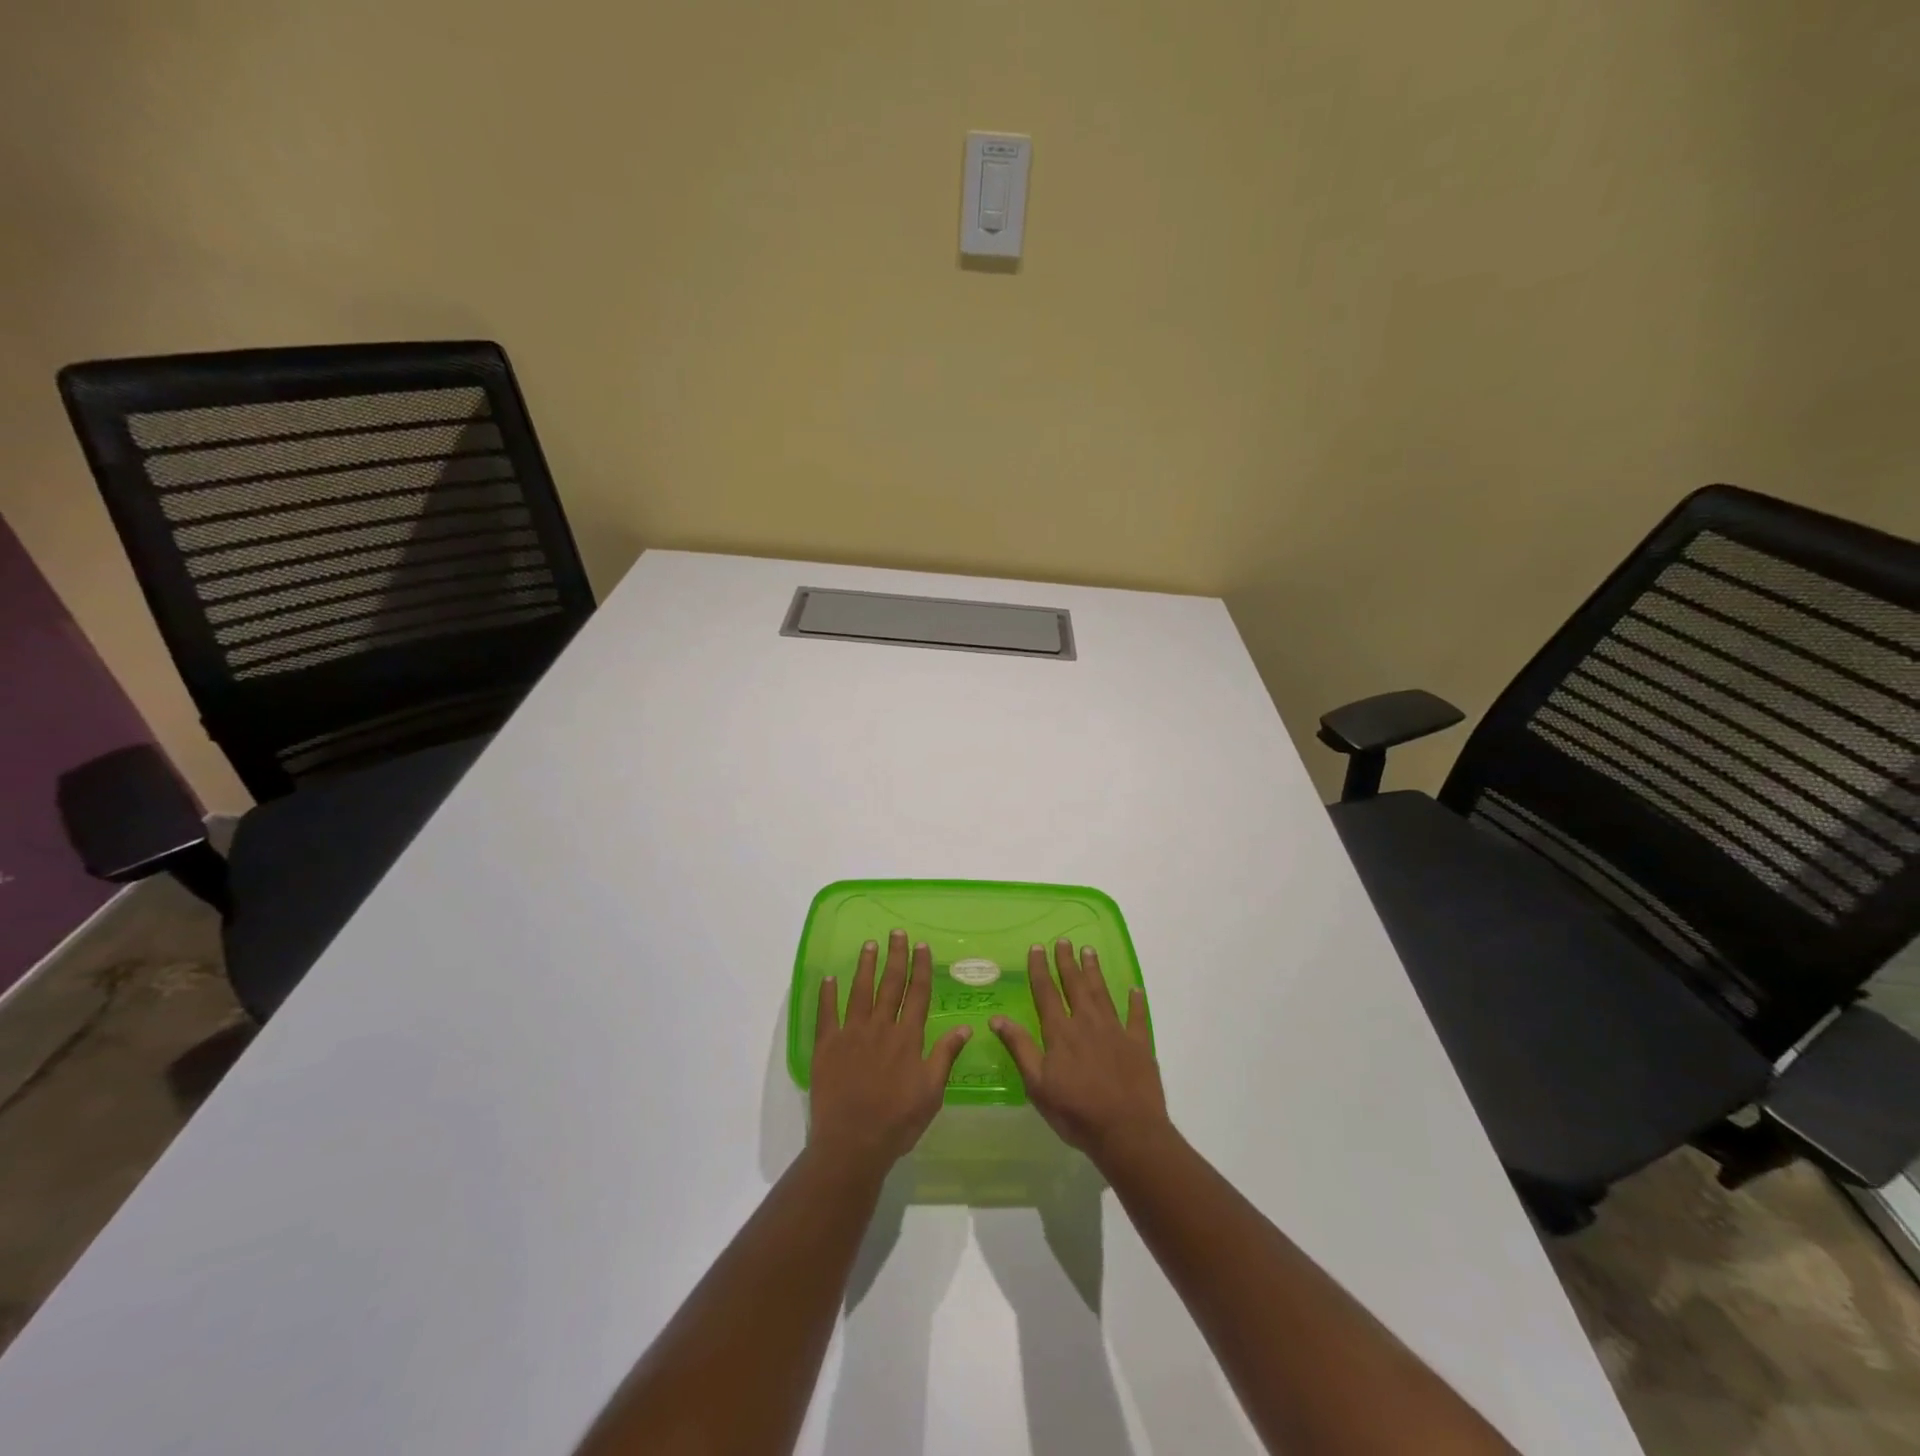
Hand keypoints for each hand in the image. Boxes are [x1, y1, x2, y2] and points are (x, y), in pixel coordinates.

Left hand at [809, 930, 971, 1173]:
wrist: (853, 1143)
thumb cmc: (897, 1121)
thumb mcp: (932, 1092)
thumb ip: (945, 1056)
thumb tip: (965, 1027)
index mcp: (907, 1037)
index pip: (917, 994)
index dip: (920, 968)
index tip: (922, 946)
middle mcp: (880, 1027)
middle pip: (890, 984)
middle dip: (895, 956)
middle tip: (896, 932)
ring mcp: (851, 1034)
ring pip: (860, 991)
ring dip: (865, 966)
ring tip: (869, 944)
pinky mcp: (827, 1046)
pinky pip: (826, 1013)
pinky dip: (827, 994)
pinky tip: (829, 978)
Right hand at [991, 939, 1170, 1166]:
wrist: (1127, 1131)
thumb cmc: (1076, 1112)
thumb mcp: (1037, 1085)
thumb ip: (1020, 1048)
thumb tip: (997, 1018)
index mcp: (1061, 1033)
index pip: (1046, 993)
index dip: (1040, 969)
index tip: (1037, 947)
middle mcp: (1087, 1023)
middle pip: (1075, 986)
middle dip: (1067, 962)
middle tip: (1064, 940)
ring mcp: (1116, 1031)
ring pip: (1102, 993)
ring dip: (1094, 971)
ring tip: (1089, 951)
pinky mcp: (1139, 1045)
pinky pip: (1137, 1017)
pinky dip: (1135, 1002)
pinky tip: (1135, 989)